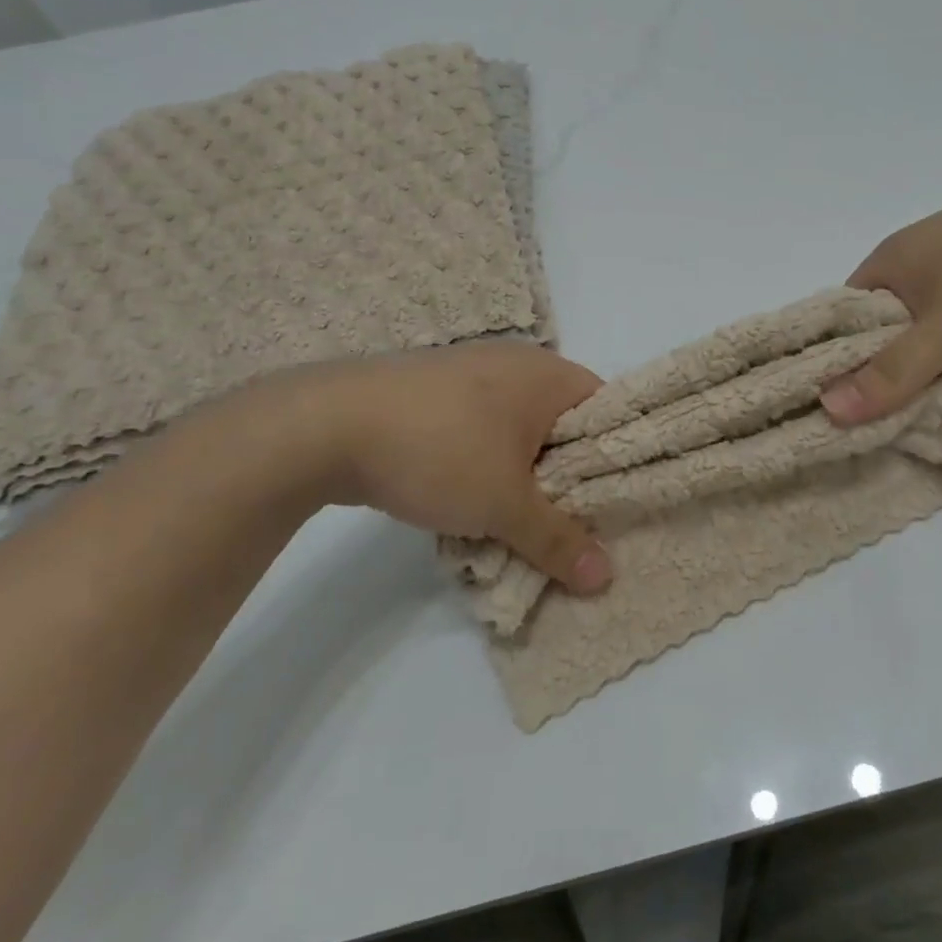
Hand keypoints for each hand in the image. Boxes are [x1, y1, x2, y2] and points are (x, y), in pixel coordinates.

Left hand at [238, 344, 612, 592]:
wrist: (326, 426)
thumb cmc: (440, 451)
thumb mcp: (506, 505)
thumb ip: (558, 540)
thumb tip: (604, 578)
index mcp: (549, 374)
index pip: (608, 411)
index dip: (616, 458)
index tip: (612, 504)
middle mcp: (516, 363)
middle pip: (563, 425)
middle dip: (566, 476)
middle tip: (570, 523)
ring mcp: (470, 372)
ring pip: (519, 432)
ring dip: (522, 475)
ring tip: (519, 521)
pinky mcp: (433, 391)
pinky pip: (480, 429)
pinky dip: (485, 464)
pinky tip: (470, 500)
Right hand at [821, 163, 941, 424]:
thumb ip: (892, 372)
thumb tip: (829, 412)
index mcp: (890, 258)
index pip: (844, 317)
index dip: (837, 358)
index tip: (838, 404)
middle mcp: (917, 260)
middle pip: (886, 327)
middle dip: (887, 369)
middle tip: (881, 418)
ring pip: (928, 330)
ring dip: (929, 365)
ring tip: (923, 409)